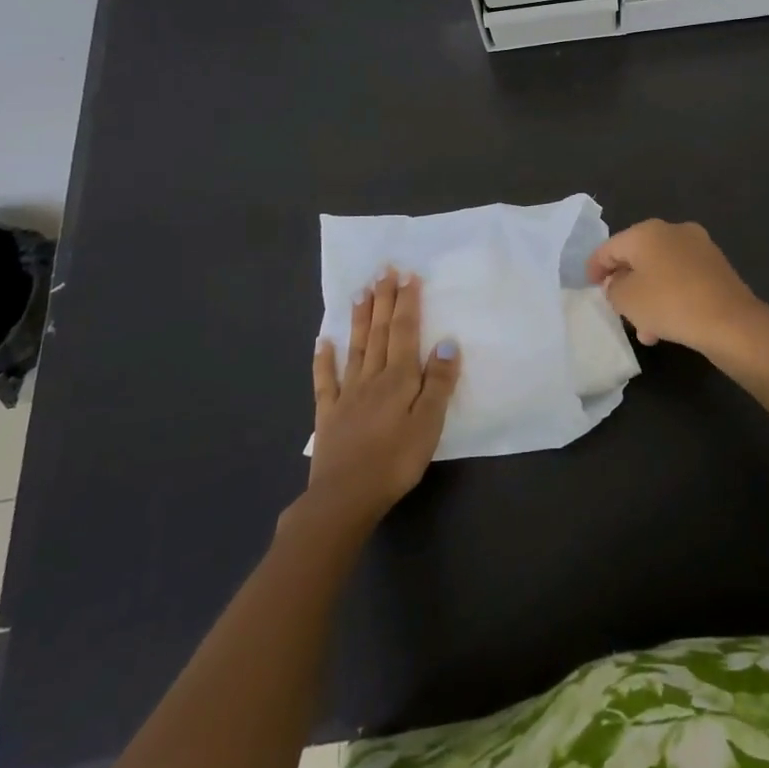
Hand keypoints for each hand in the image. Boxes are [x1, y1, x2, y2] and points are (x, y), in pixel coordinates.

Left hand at [306, 268, 459, 526]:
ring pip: (355, 348)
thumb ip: (437, 382)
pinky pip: (325, 381)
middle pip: (379, 332)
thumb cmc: (395, 461)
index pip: (404, 331)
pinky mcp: (328, 415)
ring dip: (359, 319)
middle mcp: (372, 378)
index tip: (407, 275)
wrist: (345, 497)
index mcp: (398, 378)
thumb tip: (446, 341)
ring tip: (360, 292)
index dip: (406, 302)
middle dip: (383, 300)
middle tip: (383, 270)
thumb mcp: (428, 423)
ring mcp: (347, 395)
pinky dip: (324, 359)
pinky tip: (322, 342)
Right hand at [585, 219, 763, 353]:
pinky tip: (665, 326)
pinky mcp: (716, 267)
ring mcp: (698, 247)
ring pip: (660, 271)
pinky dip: (669, 297)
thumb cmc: (669, 303)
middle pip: (637, 257)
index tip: (588, 286)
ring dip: (648, 296)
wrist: (730, 321)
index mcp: (647, 231)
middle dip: (625, 284)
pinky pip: (681, 279)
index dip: (595, 267)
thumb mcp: (626, 299)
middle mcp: (673, 231)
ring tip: (643, 329)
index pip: (610, 246)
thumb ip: (612, 287)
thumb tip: (617, 282)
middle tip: (616, 307)